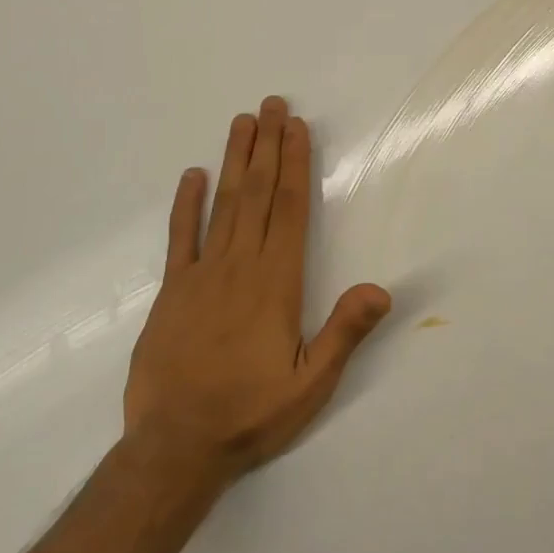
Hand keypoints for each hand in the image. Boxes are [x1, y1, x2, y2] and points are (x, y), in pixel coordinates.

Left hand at [123, 96, 390, 484]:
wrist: (174, 448)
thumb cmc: (251, 414)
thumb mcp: (311, 383)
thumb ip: (344, 333)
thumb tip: (381, 288)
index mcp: (276, 282)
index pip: (289, 208)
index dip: (294, 164)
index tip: (296, 128)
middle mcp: (240, 266)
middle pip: (257, 193)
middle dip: (267, 146)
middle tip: (271, 104)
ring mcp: (201, 275)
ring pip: (222, 205)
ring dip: (234, 161)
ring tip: (241, 122)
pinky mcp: (172, 292)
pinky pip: (180, 239)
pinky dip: (186, 205)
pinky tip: (192, 176)